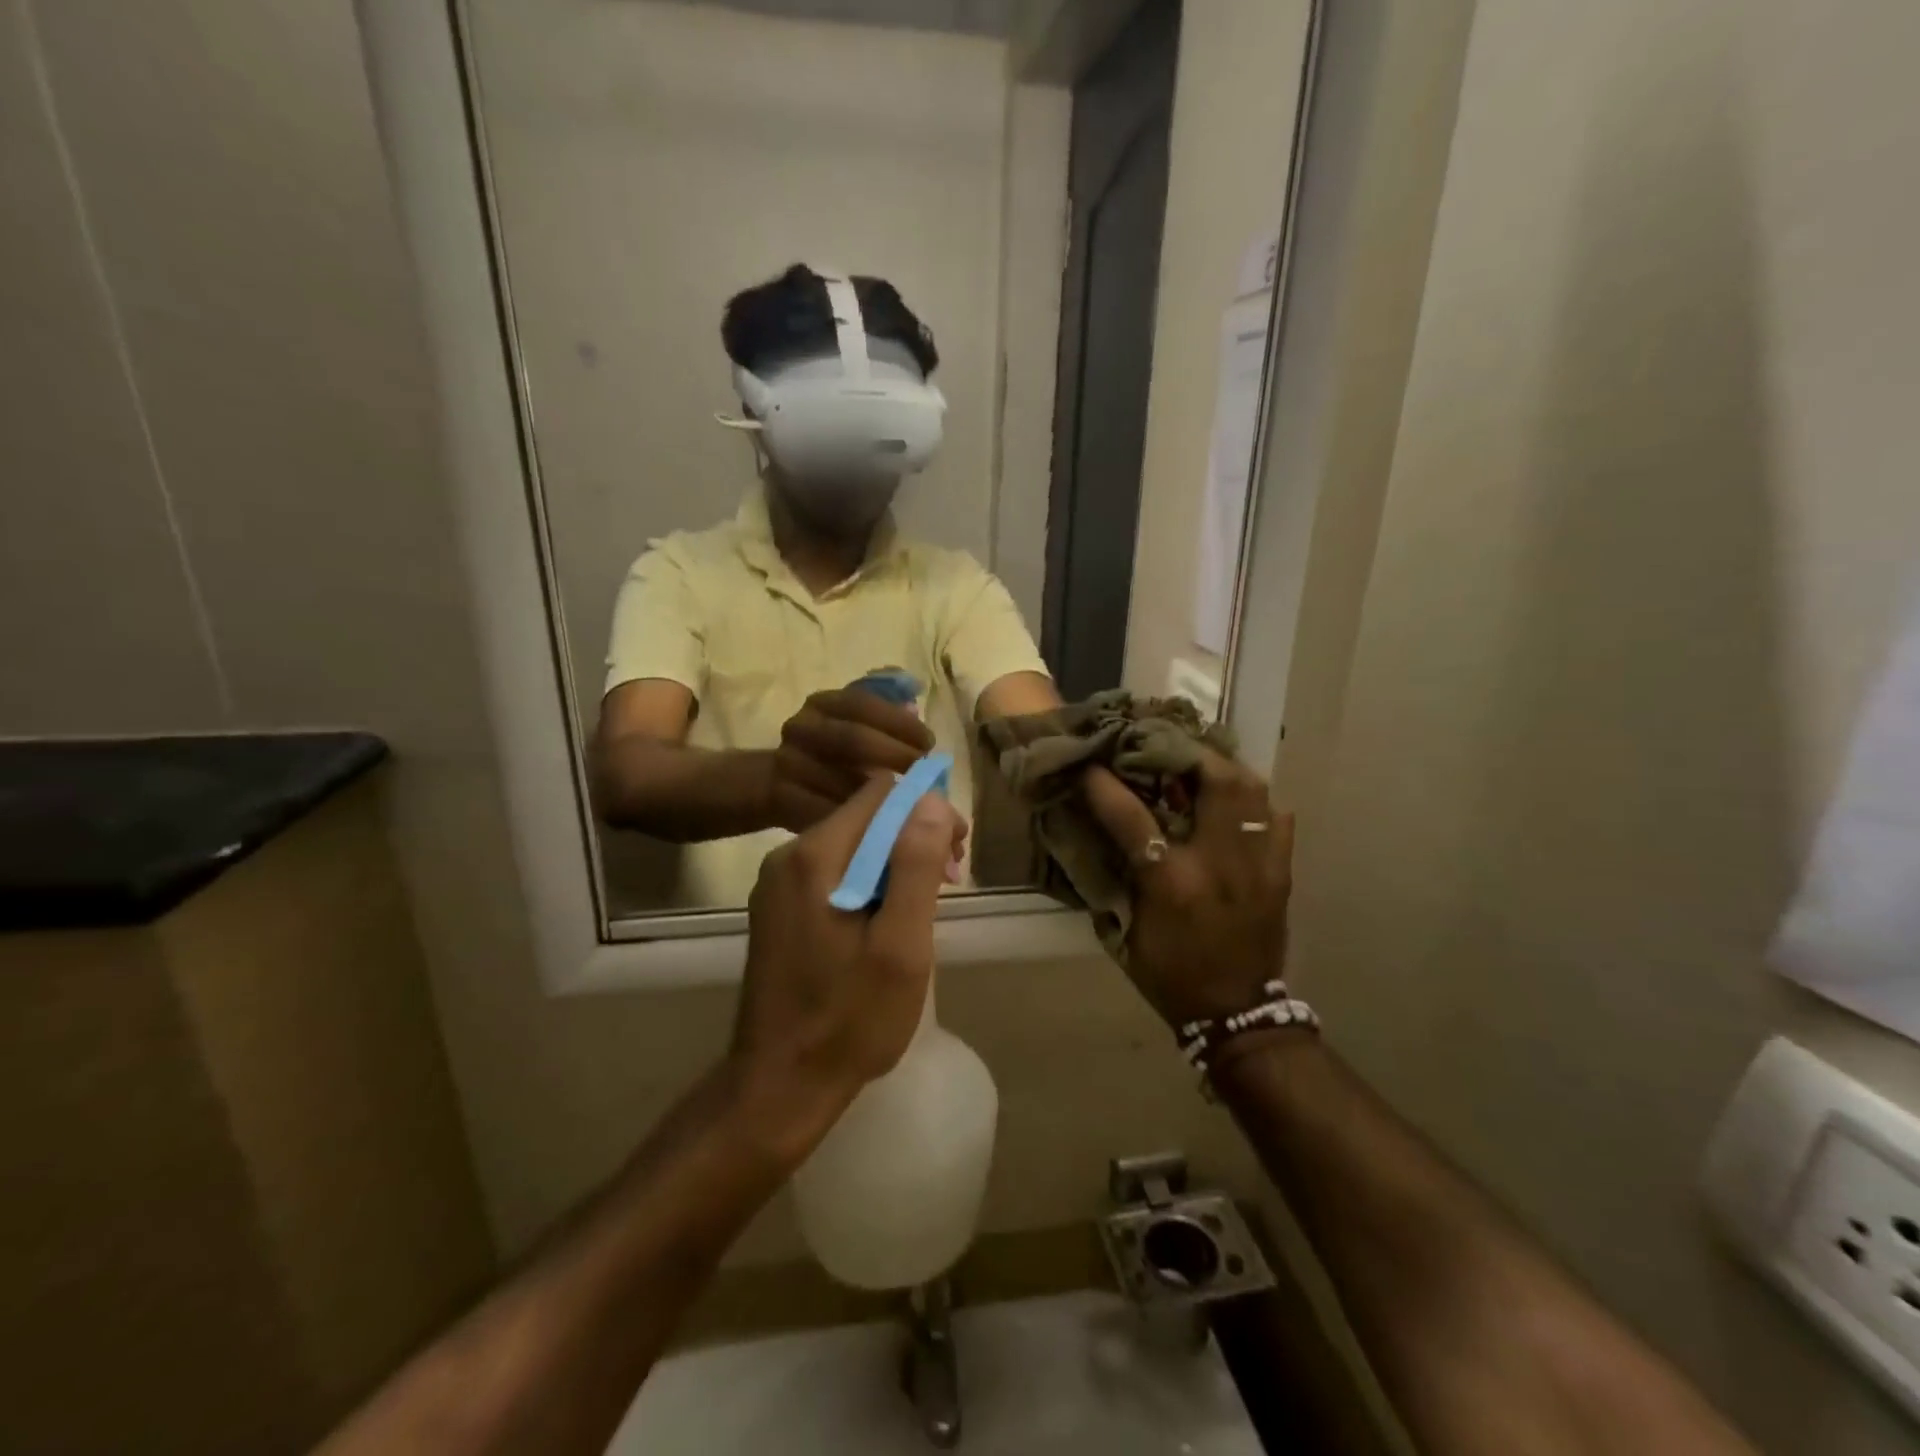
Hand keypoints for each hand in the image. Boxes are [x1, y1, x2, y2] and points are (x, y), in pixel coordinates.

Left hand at [730, 774, 964, 1161]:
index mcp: (815, 855)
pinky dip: (868, 880)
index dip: (927, 809)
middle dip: (914, 835)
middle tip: (950, 879)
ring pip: (852, 843)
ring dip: (894, 861)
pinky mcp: (778, 908)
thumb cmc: (849, 1020)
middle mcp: (788, 855)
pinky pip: (833, 870)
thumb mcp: (899, 946)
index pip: (881, 792)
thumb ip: (914, 866)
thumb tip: (929, 799)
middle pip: (865, 815)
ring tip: (925, 904)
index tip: (956, 851)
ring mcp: (778, 883)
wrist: (778, 1086)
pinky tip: (888, 919)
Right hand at [767, 689, 935, 832]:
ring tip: (909, 803)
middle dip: (895, 757)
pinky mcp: (780, 796)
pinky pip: (823, 811)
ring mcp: (787, 762)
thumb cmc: (834, 753)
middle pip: (853, 739)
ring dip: (879, 795)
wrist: (778, 781)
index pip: (865, 704)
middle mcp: (801, 727)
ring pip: (840, 780)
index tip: (929, 745)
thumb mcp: (857, 725)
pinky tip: (879, 826)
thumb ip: (888, 718)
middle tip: (923, 776)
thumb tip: (916, 711)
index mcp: (824, 703)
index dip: (901, 724)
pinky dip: (855, 821)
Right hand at [1083, 754, 1293, 1027]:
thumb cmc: (1171, 975)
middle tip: (1164, 746)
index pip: (1133, 818)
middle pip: (1217, 782)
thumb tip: (1100, 831)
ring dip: (1223, 770)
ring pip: (1253, 792)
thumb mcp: (1128, 931)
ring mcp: (1258, 866)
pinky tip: (1237, 803)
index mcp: (1172, 884)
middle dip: (1188, 754)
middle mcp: (1219, 864)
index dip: (1106, 786)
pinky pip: (1278, 820)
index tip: (1091, 766)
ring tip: (1199, 765)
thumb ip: (1117, 877)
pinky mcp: (1282, 874)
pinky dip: (1257, 802)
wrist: (1237, 1015)